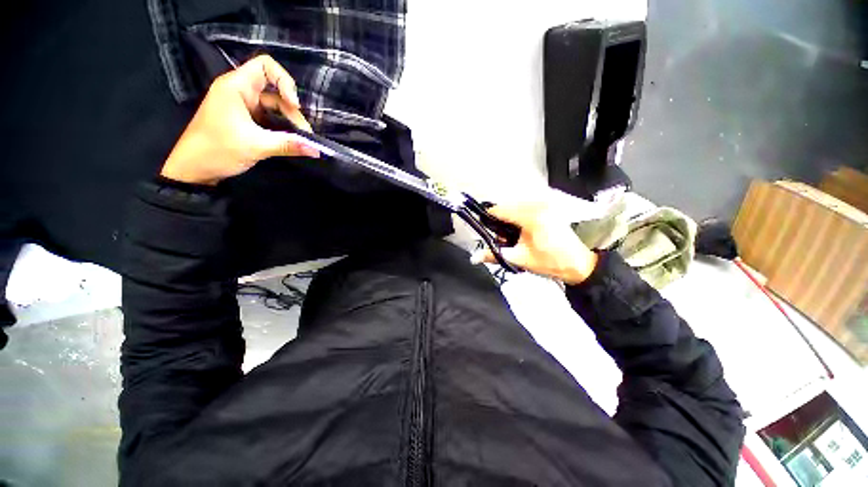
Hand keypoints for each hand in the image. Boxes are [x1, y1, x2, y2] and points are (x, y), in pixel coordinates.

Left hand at [160, 55, 318, 184]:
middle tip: (304, 136)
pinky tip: (290, 141)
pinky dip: (281, 128)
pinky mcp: (245, 120)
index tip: (295, 105)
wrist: (194, 169)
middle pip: (275, 91)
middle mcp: (240, 91)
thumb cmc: (218, 150)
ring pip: (274, 107)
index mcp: (236, 87)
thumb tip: (318, 150)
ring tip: (300, 141)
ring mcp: (243, 106)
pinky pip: (269, 118)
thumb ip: (289, 145)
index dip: (284, 81)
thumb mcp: (257, 146)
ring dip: (289, 122)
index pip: (265, 66)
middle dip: (292, 112)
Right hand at [472, 203, 598, 284]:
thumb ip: (494, 255)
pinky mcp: (548, 207)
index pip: (499, 210)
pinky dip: (518, 217)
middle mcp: (537, 205)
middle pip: (506, 207)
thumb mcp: (519, 259)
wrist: (578, 263)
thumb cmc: (550, 262)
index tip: (484, 230)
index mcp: (530, 216)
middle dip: (499, 222)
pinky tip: (522, 231)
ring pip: (514, 206)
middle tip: (502, 239)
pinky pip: (524, 207)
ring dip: (508, 219)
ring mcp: (544, 204)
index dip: (488, 219)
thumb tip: (474, 257)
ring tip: (513, 237)